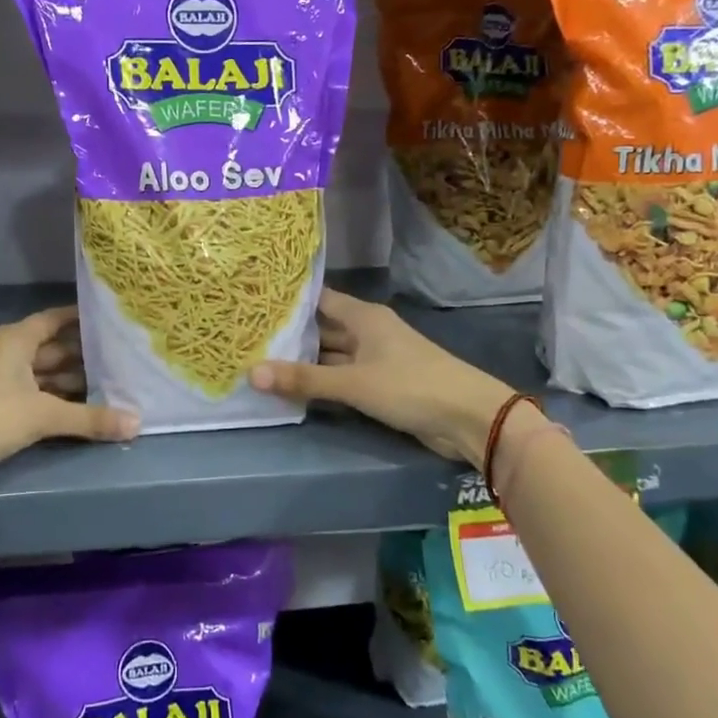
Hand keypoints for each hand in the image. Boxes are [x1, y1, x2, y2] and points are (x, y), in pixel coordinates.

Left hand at [0, 306, 138, 488]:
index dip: (84, 319)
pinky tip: (80, 412)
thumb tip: (137, 423)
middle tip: (126, 362)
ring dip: (73, 383)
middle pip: (54, 349)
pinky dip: (56, 401)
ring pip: (45, 375)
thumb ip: (89, 419)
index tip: (115, 321)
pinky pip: (34, 396)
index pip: (57, 319)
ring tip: (113, 388)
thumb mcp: (41, 415)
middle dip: (87, 356)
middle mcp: (9, 353)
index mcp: (17, 339)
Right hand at [249, 289, 511, 467]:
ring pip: (331, 355)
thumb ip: (303, 379)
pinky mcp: (381, 385)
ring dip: (304, 361)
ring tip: (261, 361)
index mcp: (364, 317)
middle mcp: (368, 332)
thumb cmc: (411, 386)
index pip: (318, 299)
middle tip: (248, 336)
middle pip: (322, 328)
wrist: (469, 418)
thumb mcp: (353, 383)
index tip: (255, 302)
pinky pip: (343, 377)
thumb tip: (251, 373)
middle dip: (290, 334)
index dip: (289, 301)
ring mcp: (376, 359)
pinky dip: (321, 382)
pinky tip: (293, 388)